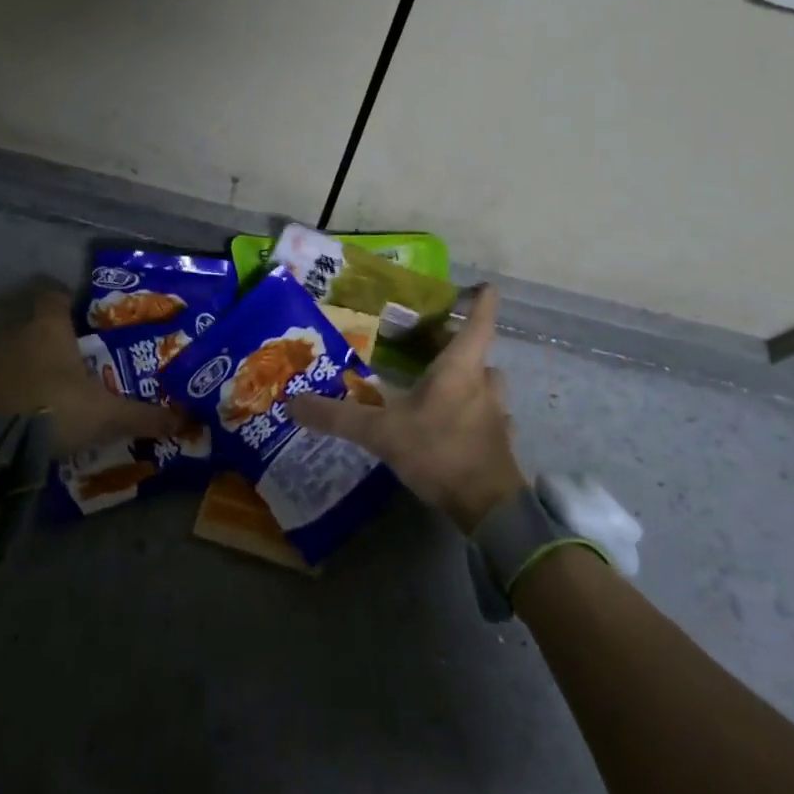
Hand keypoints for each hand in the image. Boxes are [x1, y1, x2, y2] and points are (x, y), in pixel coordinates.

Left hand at [0, 286, 184, 455]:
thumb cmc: (53, 408)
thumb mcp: (105, 415)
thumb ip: (142, 416)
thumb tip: (184, 420)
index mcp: (49, 329)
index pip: (55, 297)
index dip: (67, 301)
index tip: (81, 315)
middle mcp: (15, 335)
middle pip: (35, 329)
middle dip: (53, 345)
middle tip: (75, 365)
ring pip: (13, 356)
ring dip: (28, 370)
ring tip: (50, 395)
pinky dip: (7, 394)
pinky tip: (21, 416)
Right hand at [287, 286, 527, 532]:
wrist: (489, 508)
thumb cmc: (440, 451)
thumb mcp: (381, 433)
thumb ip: (338, 417)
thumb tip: (294, 402)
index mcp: (461, 367)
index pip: (480, 321)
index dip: (482, 300)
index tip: (482, 286)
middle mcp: (484, 383)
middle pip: (478, 353)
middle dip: (458, 345)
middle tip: (431, 343)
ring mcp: (497, 414)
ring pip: (485, 385)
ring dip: (467, 380)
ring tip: (438, 386)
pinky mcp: (500, 442)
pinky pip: (487, 418)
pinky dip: (473, 415)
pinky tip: (453, 426)